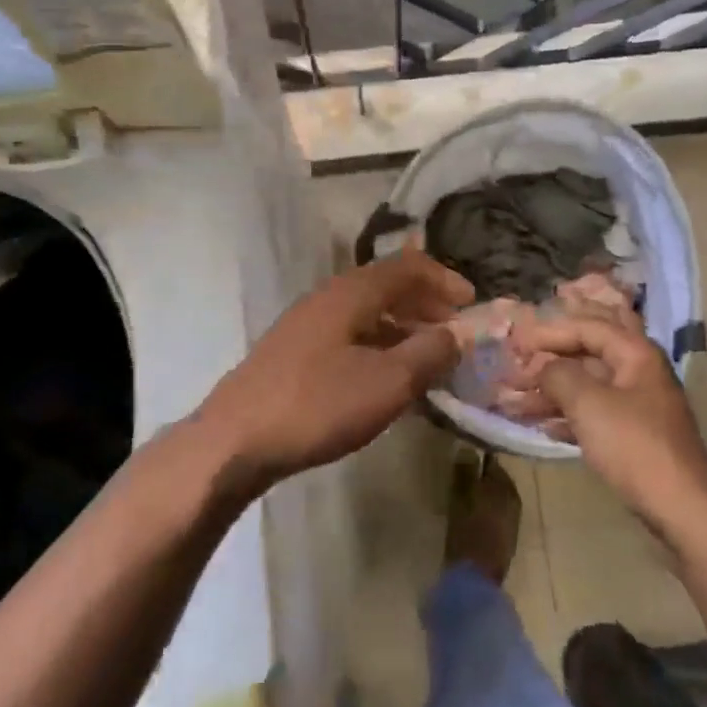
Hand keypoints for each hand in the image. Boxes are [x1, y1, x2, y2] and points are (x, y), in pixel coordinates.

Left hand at [199, 251, 472, 492]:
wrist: (235, 440)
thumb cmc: (317, 404)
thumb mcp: (387, 382)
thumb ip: (429, 353)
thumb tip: (457, 334)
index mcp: (352, 292)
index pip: (407, 266)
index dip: (444, 279)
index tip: (472, 303)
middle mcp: (329, 297)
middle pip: (386, 286)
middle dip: (425, 304)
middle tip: (454, 331)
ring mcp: (307, 325)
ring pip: (367, 313)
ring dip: (403, 328)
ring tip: (428, 357)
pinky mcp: (295, 353)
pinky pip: (350, 336)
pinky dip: (379, 346)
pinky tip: (387, 379)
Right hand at [510, 316, 706, 543]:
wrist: (681, 508)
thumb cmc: (633, 445)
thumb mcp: (587, 403)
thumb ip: (558, 374)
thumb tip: (543, 367)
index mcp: (635, 353)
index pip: (587, 326)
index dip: (549, 331)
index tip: (516, 343)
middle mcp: (639, 371)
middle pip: (591, 348)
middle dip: (556, 349)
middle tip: (524, 350)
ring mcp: (638, 404)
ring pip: (589, 383)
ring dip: (553, 387)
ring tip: (517, 396)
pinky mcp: (633, 434)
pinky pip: (593, 411)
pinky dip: (567, 413)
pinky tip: (542, 425)